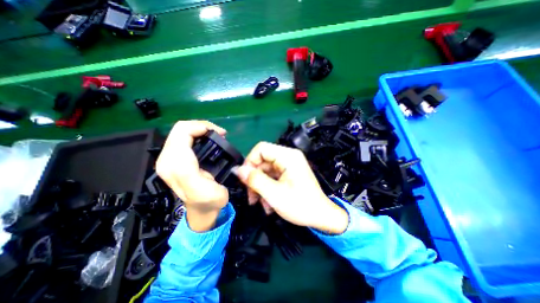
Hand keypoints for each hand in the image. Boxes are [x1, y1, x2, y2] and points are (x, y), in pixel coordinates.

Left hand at [159, 120, 228, 231]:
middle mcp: (166, 158)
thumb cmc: (208, 200)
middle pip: (181, 129)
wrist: (203, 209)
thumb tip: (191, 147)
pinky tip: (208, 140)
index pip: (183, 131)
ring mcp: (169, 158)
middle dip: (202, 127)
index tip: (221, 133)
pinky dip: (198, 135)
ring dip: (201, 131)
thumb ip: (188, 170)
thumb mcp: (201, 190)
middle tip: (220, 134)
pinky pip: (184, 138)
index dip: (203, 127)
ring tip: (216, 136)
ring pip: (182, 132)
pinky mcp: (175, 159)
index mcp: (173, 163)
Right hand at [237, 142, 347, 233]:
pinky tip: (268, 203)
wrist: (321, 216)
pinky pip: (272, 176)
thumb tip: (238, 170)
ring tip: (260, 204)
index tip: (245, 179)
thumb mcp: (274, 194)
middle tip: (251, 197)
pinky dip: (268, 188)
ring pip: (266, 171)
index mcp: (288, 156)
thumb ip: (254, 180)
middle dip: (255, 178)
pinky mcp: (289, 173)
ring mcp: (289, 165)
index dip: (250, 161)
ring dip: (260, 186)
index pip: (261, 148)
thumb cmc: (301, 205)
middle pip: (262, 161)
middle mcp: (288, 157)